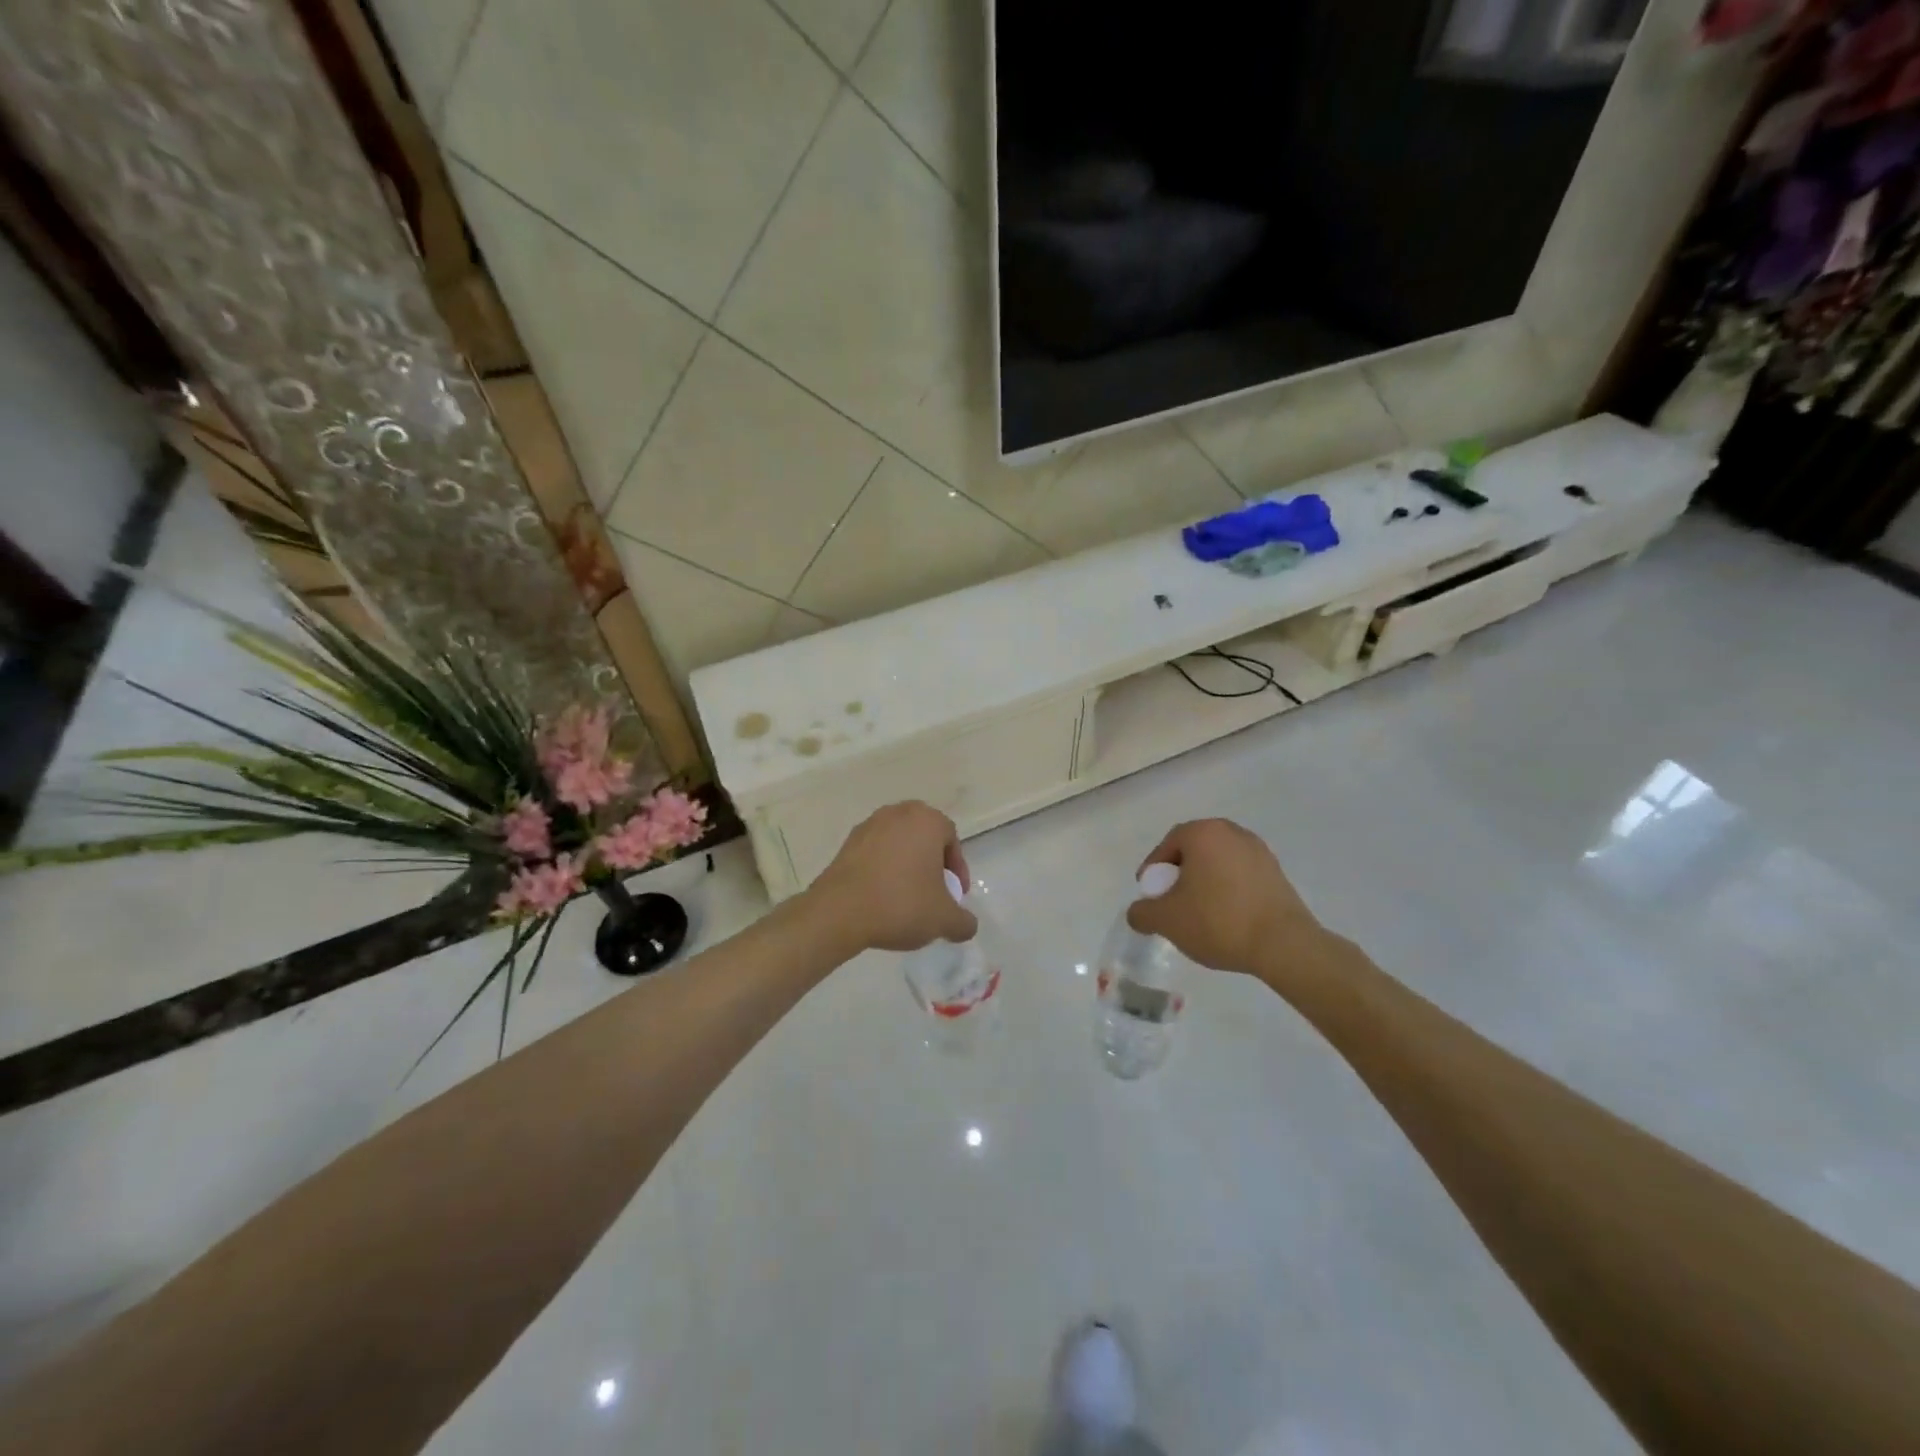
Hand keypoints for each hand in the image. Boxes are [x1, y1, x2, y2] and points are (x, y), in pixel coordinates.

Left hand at [808, 802, 976, 952]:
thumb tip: (966, 925)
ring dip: (906, 867)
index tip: (955, 896)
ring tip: (907, 899)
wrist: (839, 912)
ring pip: (898, 845)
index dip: (957, 870)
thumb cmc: (901, 904)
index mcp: (926, 820)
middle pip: (924, 838)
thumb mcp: (944, 920)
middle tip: (934, 893)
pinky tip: (882, 898)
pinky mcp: (846, 843)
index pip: (951, 839)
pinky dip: (883, 870)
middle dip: (932, 864)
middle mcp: (898, 813)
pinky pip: (875, 854)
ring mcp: (869, 825)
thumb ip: (964, 922)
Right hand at [1126, 819, 1331, 987]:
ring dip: (1204, 882)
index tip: (1151, 894)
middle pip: (1194, 850)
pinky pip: (1240, 875)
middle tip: (1172, 902)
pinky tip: (1226, 917)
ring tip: (1199, 913)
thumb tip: (1138, 912)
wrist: (1283, 945)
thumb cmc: (1218, 921)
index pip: (1168, 844)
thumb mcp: (1167, 920)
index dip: (1154, 869)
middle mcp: (1232, 832)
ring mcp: (1259, 851)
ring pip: (1218, 863)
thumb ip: (1142, 912)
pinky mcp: (1277, 872)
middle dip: (1179, 874)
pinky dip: (1227, 890)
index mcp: (1204, 833)